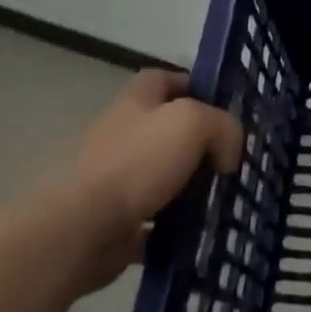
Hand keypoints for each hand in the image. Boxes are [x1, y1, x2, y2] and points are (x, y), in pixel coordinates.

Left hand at [33, 69, 242, 296]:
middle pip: (168, 130)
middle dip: (201, 143)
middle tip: (234, 158)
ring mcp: (116, 180)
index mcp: (136, 101)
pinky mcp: (115, 222)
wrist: (76, 230)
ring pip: (164, 176)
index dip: (194, 85)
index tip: (225, 107)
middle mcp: (123, 135)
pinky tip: (200, 232)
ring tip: (225, 198)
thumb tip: (227, 154)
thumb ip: (222, 127)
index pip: (165, 79)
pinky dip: (175, 227)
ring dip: (191, 187)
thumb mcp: (192, 123)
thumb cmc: (134, 163)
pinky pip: (155, 221)